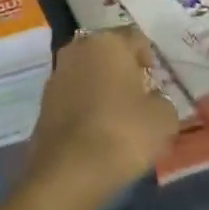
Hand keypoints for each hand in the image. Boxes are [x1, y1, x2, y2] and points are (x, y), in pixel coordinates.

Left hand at [27, 28, 179, 206]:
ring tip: (117, 116)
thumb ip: (163, 102)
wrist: (69, 171)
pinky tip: (96, 129)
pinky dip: (85, 104)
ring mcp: (58, 71)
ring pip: (88, 71)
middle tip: (138, 97)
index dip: (149, 59)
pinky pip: (73, 93)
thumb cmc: (122, 134)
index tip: (155, 83)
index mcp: (109, 41)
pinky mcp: (44, 99)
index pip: (136, 38)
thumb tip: (155, 101)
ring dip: (101, 85)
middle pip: (108, 51)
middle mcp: (80, 47)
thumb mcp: (162, 120)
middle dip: (123, 69)